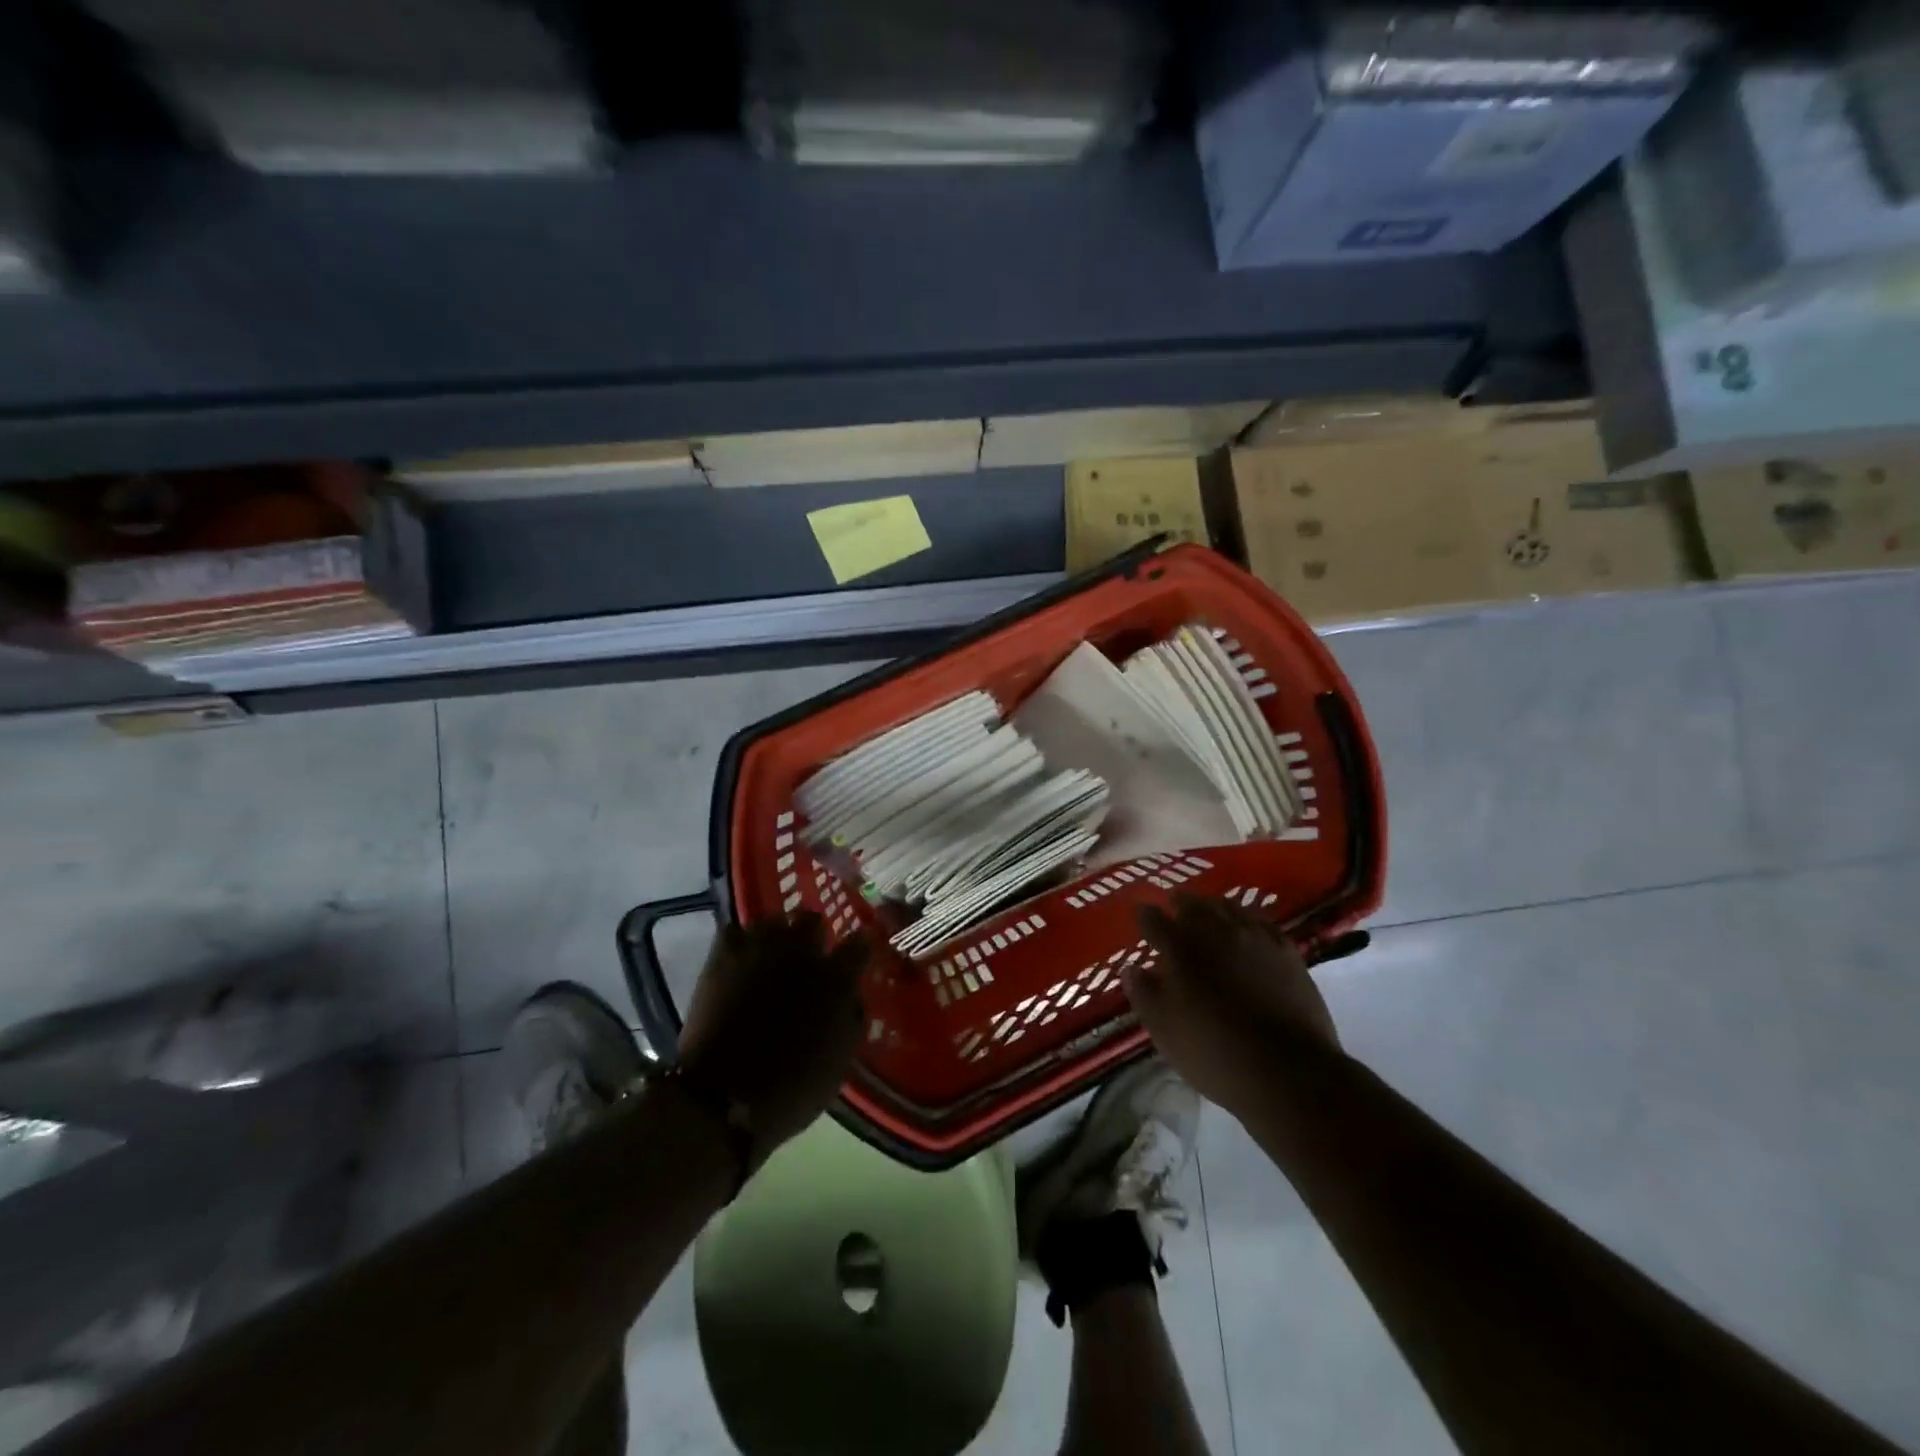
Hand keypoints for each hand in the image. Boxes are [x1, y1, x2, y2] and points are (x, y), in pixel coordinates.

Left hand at [678, 913, 868, 1167]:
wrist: (722, 1098)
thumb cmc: (791, 1090)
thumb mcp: (840, 1062)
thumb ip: (850, 1019)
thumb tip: (850, 997)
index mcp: (836, 978)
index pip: (859, 943)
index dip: (858, 949)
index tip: (854, 959)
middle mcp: (802, 951)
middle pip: (812, 919)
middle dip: (812, 935)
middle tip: (806, 958)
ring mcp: (760, 948)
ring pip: (773, 920)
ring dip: (775, 936)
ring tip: (769, 957)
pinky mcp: (724, 955)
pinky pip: (735, 930)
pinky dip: (740, 942)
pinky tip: (739, 960)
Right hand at [1130, 895, 1341, 1117]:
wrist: (1287, 1072)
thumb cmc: (1214, 1053)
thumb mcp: (1163, 1030)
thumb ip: (1143, 994)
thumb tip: (1131, 968)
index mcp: (1179, 948)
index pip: (1154, 919)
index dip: (1145, 916)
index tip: (1142, 916)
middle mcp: (1216, 931)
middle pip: (1193, 904)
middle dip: (1179, 904)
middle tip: (1174, 909)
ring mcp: (1254, 938)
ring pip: (1228, 907)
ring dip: (1213, 907)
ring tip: (1208, 913)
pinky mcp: (1286, 951)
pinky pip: (1262, 923)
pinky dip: (1247, 921)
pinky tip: (1247, 929)